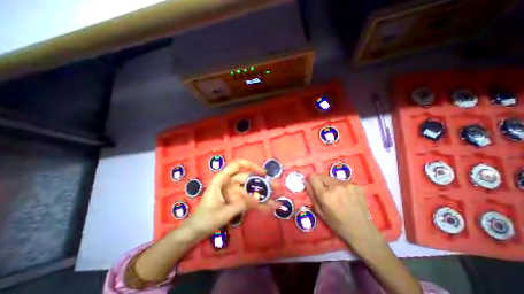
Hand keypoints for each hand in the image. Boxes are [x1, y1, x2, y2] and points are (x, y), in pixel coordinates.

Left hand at [179, 159, 277, 241]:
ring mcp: (235, 192)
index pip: (237, 165)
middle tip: (277, 187)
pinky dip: (259, 203)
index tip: (263, 173)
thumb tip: (259, 198)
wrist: (196, 231)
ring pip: (251, 189)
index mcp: (222, 180)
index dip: (251, 165)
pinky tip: (270, 207)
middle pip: (248, 178)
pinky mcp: (237, 201)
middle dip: (263, 182)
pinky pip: (249, 200)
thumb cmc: (205, 219)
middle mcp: (230, 183)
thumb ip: (242, 204)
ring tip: (277, 197)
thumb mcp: (224, 212)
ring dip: (263, 193)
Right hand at [303, 173, 382, 252]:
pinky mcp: (356, 185)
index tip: (311, 184)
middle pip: (322, 175)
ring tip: (336, 195)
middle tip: (324, 191)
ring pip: (332, 178)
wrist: (361, 230)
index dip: (310, 179)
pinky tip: (345, 196)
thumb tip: (305, 181)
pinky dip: (340, 186)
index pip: (313, 176)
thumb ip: (311, 194)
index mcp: (325, 195)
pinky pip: (342, 181)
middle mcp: (336, 186)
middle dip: (320, 181)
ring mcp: (347, 184)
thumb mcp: (319, 211)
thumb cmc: (337, 223)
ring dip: (330, 184)